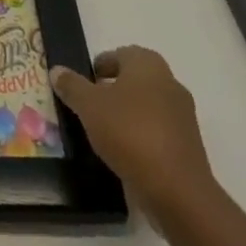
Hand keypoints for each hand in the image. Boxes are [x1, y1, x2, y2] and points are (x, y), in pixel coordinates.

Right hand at [51, 47, 214, 210]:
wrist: (177, 192)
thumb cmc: (130, 133)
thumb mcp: (89, 106)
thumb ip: (72, 86)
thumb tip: (57, 69)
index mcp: (148, 64)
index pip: (121, 54)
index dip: (101, 65)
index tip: (84, 83)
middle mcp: (170, 83)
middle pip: (136, 80)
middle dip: (114, 90)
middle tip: (90, 106)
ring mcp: (183, 117)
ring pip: (148, 108)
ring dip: (128, 116)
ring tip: (104, 133)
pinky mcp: (189, 148)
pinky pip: (158, 134)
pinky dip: (142, 139)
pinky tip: (124, 155)